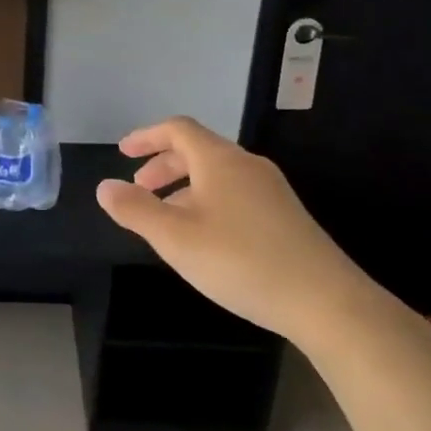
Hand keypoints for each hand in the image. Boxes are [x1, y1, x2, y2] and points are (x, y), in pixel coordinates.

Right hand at [95, 116, 377, 340]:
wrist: (326, 301)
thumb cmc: (240, 261)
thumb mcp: (175, 238)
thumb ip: (135, 210)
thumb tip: (104, 186)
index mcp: (219, 160)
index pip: (178, 129)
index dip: (146, 136)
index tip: (123, 152)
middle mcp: (247, 165)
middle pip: (198, 149)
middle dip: (163, 164)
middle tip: (139, 188)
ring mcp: (271, 190)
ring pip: (217, 174)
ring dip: (184, 186)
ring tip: (166, 218)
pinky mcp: (285, 216)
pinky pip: (235, 193)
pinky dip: (207, 201)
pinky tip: (204, 238)